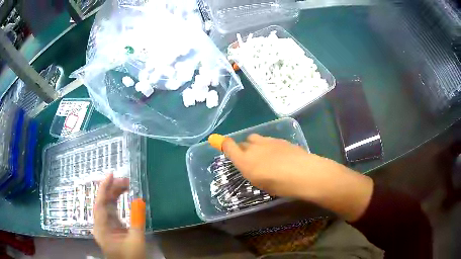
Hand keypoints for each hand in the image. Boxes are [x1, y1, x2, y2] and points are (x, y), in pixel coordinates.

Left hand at [93, 174, 145, 258]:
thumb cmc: (132, 257)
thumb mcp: (137, 241)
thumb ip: (137, 221)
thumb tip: (139, 201)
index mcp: (102, 228)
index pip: (99, 203)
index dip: (104, 188)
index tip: (111, 175)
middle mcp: (100, 225)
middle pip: (103, 202)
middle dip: (112, 189)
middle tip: (125, 180)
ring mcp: (104, 226)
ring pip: (107, 205)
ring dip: (115, 194)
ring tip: (126, 185)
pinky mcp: (110, 228)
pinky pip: (111, 211)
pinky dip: (116, 202)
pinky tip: (122, 195)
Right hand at [222, 134, 373, 221]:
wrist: (305, 173)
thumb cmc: (280, 184)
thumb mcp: (260, 182)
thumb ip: (249, 169)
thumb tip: (247, 163)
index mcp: (246, 160)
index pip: (229, 145)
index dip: (223, 143)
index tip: (220, 143)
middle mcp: (255, 147)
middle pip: (244, 142)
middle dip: (243, 148)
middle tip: (249, 160)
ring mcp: (270, 142)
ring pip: (257, 139)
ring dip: (256, 146)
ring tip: (264, 157)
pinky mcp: (282, 141)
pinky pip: (270, 141)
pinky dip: (269, 146)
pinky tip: (278, 156)